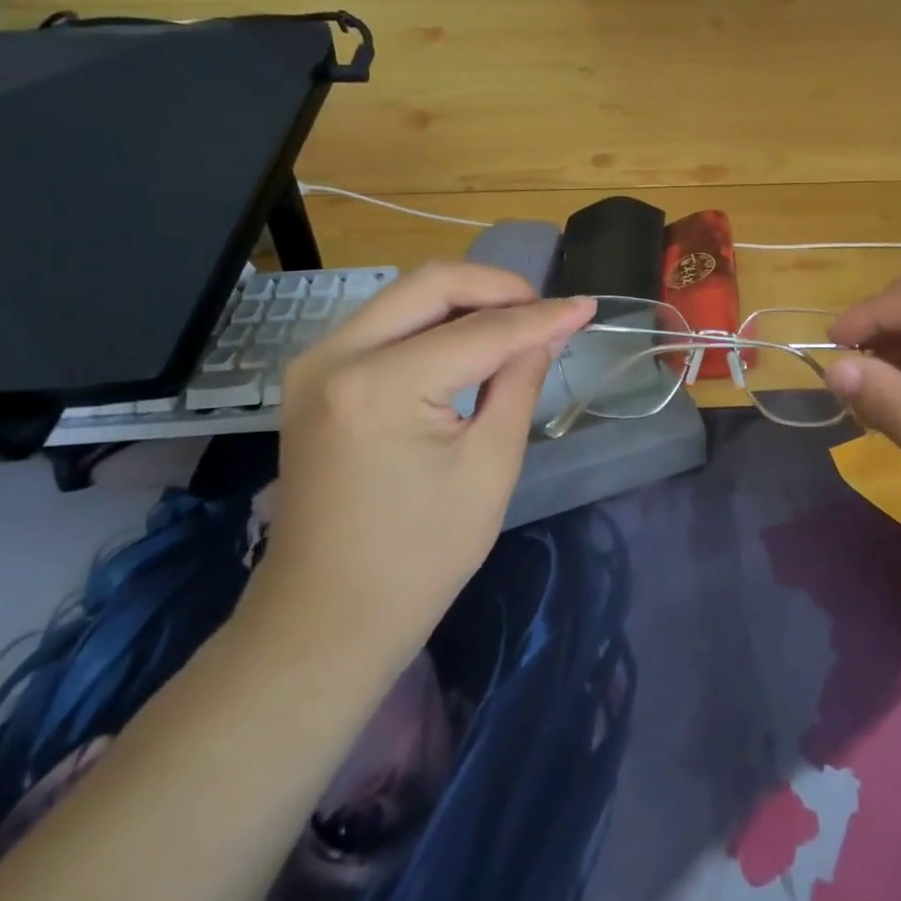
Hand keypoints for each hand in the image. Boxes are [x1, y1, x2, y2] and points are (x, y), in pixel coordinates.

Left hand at [244, 264, 593, 655]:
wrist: (327, 616)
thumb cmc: (420, 555)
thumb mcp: (490, 467)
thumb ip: (520, 382)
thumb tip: (550, 330)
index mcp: (379, 386)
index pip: (478, 331)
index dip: (540, 317)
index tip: (586, 307)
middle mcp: (335, 356)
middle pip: (430, 285)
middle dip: (498, 288)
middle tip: (547, 311)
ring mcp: (315, 363)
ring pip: (405, 296)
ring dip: (466, 299)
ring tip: (518, 323)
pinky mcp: (313, 377)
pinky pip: (385, 323)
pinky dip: (434, 321)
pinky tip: (471, 339)